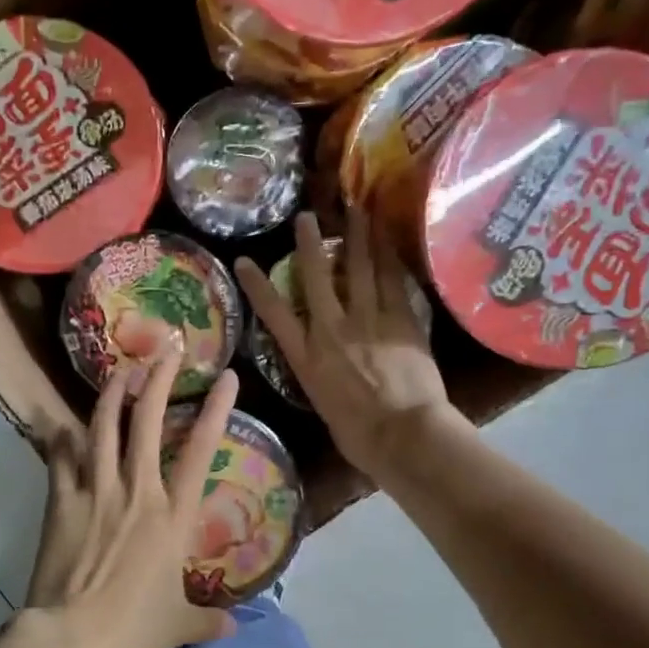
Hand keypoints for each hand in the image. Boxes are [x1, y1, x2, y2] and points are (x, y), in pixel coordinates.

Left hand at [25, 342, 240, 647]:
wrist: (75, 637)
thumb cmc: (134, 629)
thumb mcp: (179, 624)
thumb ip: (208, 620)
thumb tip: (235, 627)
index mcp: (172, 516)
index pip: (200, 452)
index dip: (216, 411)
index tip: (226, 377)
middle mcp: (137, 491)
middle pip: (148, 423)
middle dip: (158, 380)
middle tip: (166, 350)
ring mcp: (96, 491)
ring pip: (103, 428)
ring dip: (111, 394)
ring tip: (118, 371)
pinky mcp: (62, 501)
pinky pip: (61, 458)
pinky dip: (61, 438)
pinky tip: (60, 423)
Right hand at [237, 208, 449, 480]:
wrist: (404, 435)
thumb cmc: (360, 437)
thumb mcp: (324, 407)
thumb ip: (322, 378)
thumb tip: (328, 369)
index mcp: (307, 358)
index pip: (274, 314)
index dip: (257, 285)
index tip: (244, 260)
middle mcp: (332, 330)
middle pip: (317, 277)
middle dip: (310, 243)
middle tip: (307, 216)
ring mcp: (368, 320)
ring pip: (360, 269)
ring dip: (359, 237)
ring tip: (359, 210)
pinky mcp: (401, 320)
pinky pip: (394, 281)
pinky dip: (391, 258)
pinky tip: (391, 240)